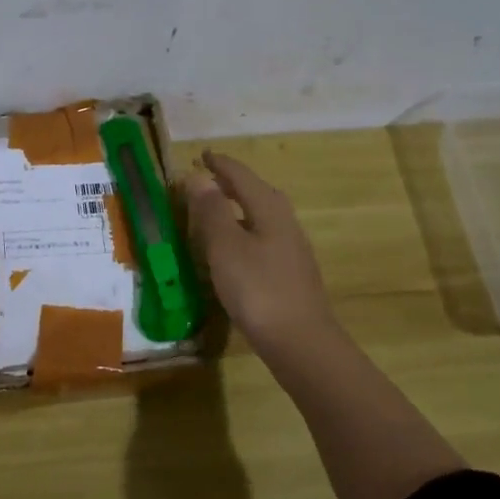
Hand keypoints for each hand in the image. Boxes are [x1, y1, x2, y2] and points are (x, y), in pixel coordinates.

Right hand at [184, 150, 338, 350]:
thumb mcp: (225, 247)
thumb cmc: (258, 289)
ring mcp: (291, 250)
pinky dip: (244, 233)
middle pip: (257, 193)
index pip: (242, 176)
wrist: (300, 342)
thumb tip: (198, 177)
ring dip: (238, 208)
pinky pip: (263, 239)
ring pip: (261, 217)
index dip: (220, 164)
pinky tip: (233, 251)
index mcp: (269, 210)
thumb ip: (211, 210)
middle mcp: (285, 223)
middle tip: (207, 179)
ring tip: (215, 212)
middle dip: (232, 183)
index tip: (202, 155)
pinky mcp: (290, 274)